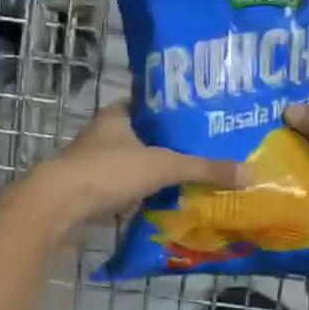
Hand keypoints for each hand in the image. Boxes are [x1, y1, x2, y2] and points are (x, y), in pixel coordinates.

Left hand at [33, 101, 243, 232]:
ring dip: (153, 171)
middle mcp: (102, 136)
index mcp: (117, 116)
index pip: (147, 103)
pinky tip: (163, 202)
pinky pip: (123, 189)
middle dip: (166, 144)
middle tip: (201, 150)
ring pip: (131, 163)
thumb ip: (204, 169)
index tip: (197, 116)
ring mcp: (93, 165)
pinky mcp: (89, 192)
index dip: (170, 108)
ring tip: (188, 177)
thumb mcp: (164, 166)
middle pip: (141, 136)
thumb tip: (250, 173)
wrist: (59, 206)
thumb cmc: (110, 171)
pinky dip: (141, 195)